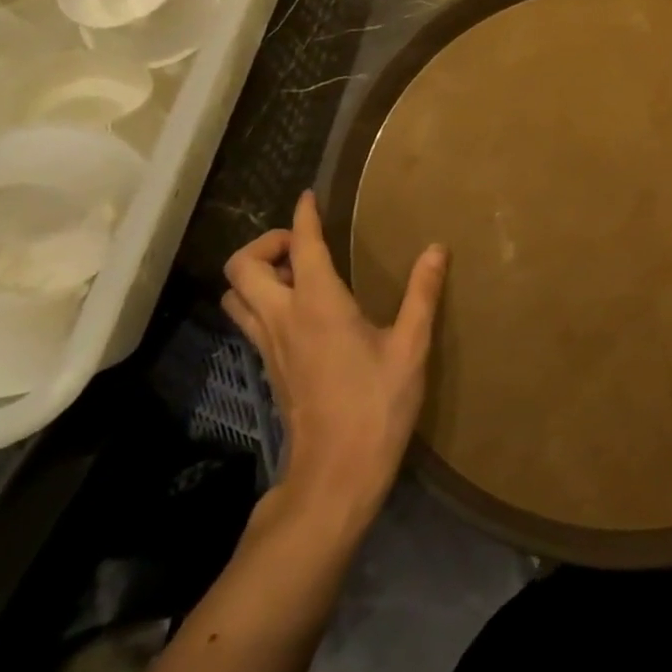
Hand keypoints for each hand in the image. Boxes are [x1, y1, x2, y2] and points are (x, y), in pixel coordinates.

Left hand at [223, 192, 446, 535]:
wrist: (335, 475)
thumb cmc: (377, 406)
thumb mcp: (411, 347)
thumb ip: (422, 293)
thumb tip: (436, 248)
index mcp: (318, 305)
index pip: (300, 246)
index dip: (303, 216)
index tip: (310, 196)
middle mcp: (283, 318)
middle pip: (242, 266)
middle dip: (266, 242)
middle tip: (302, 244)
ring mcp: (269, 346)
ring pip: (236, 295)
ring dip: (255, 273)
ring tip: (295, 272)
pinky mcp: (268, 368)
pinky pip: (248, 319)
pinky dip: (261, 299)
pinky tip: (298, 309)